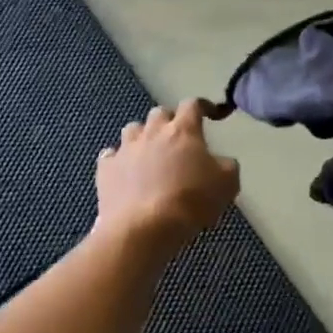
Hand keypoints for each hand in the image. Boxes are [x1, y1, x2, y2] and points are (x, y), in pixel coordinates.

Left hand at [95, 100, 240, 255]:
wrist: (144, 228)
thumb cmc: (190, 202)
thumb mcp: (227, 184)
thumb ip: (227, 166)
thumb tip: (221, 162)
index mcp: (183, 131)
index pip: (193, 105)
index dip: (203, 106)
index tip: (211, 114)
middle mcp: (152, 132)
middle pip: (160, 113)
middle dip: (169, 121)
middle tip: (178, 139)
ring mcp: (125, 149)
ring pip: (132, 129)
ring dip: (142, 136)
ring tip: (150, 153)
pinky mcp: (106, 169)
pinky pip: (111, 155)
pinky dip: (119, 160)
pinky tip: (125, 172)